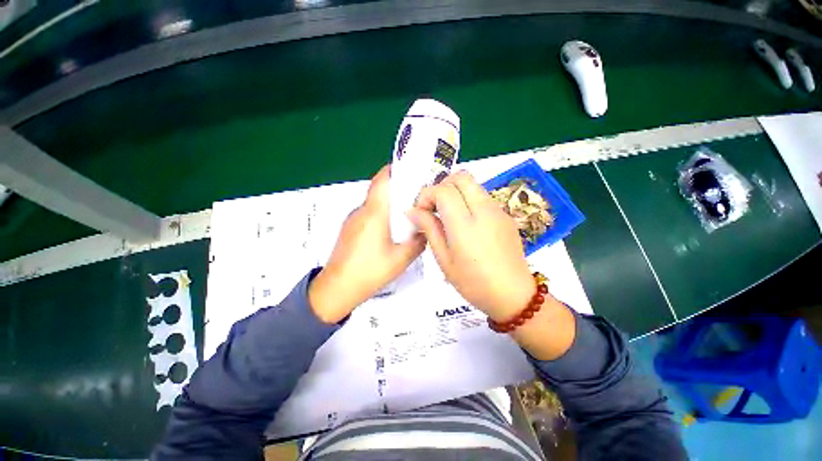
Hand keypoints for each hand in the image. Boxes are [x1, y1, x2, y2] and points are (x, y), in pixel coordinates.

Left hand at [308, 165, 426, 323]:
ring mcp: (352, 220)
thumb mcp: (401, 259)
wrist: (336, 289)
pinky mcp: (350, 229)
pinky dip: (381, 215)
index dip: (394, 170)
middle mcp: (361, 212)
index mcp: (373, 213)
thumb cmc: (369, 272)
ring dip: (389, 204)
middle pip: (379, 191)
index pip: (381, 181)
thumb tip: (425, 231)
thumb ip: (417, 242)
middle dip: (397, 189)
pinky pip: (368, 215)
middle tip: (416, 195)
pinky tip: (391, 230)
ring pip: (374, 204)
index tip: (410, 169)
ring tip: (407, 214)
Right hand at [407, 171, 535, 321]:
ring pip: (473, 184)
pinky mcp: (506, 215)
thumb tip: (413, 210)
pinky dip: (469, 200)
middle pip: (461, 177)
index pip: (443, 190)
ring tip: (449, 215)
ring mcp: (498, 210)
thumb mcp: (444, 259)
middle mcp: (484, 210)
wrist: (513, 295)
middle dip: (442, 186)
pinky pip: (483, 196)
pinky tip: (466, 222)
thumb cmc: (473, 283)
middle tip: (435, 207)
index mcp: (465, 225)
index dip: (427, 195)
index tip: (421, 211)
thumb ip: (429, 229)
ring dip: (456, 192)